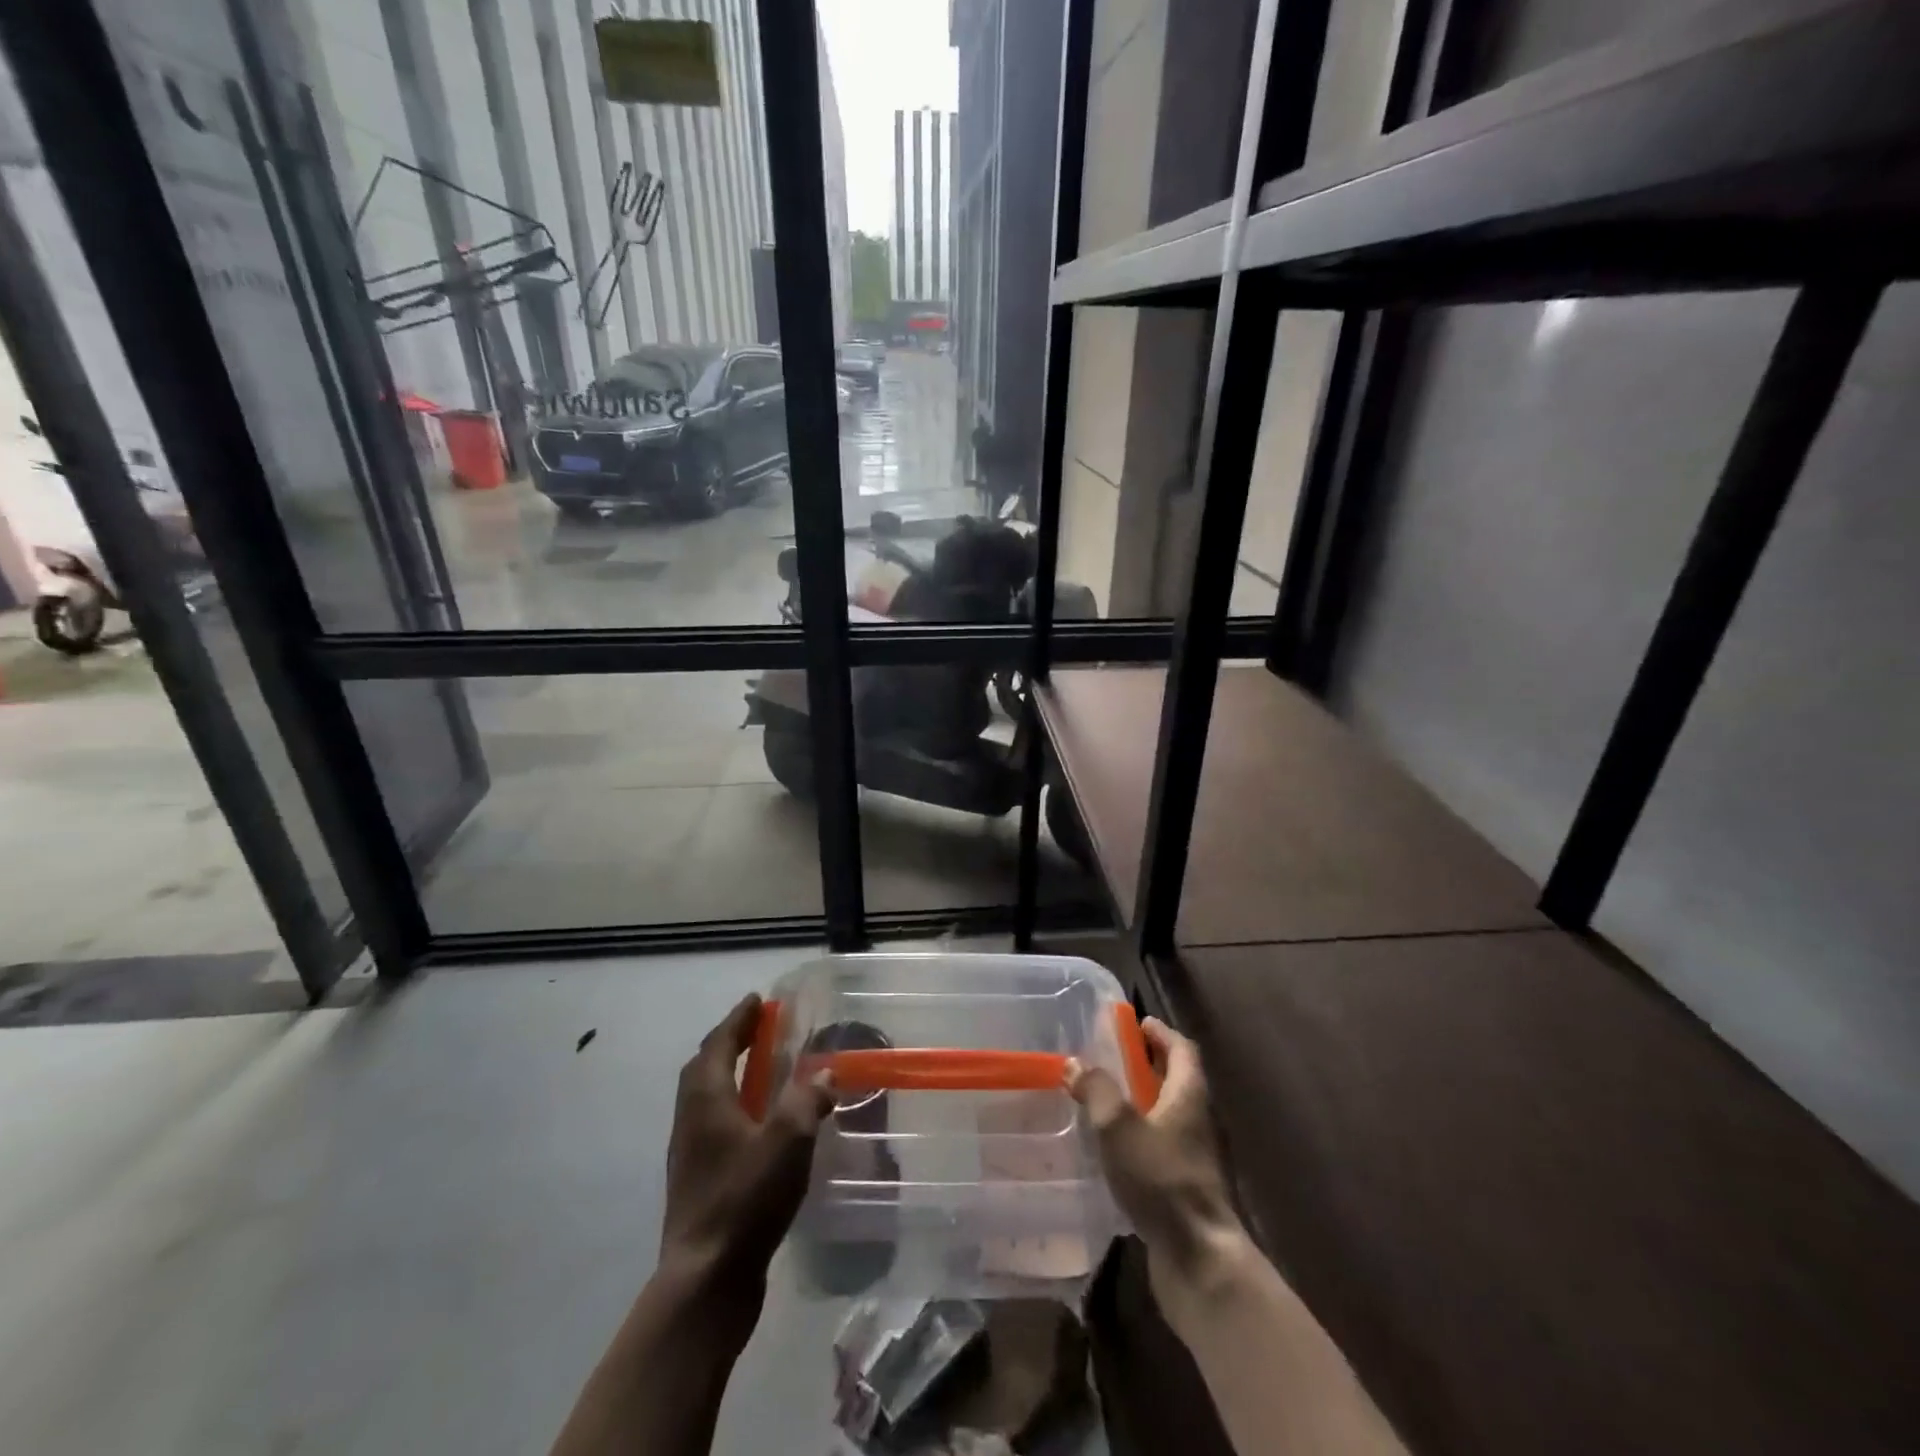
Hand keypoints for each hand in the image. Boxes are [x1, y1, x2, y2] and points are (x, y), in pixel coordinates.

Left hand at [660, 995, 834, 1303]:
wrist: (705, 1281)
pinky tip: (760, 1124)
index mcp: (706, 1099)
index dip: (739, 1019)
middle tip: (760, 1029)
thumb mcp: (787, 1141)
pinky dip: (735, 1107)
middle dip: (732, 1042)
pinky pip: (715, 1124)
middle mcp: (691, 1119)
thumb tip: (824, 1076)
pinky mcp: (698, 1181)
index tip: (757, 1000)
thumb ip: (807, 1100)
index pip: (719, 1044)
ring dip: (732, 1074)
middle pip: (706, 1067)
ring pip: (707, 1097)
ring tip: (762, 1070)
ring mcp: (691, 1153)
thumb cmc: (745, 1199)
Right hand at [1068, 1018, 1244, 1289]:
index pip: (1182, 1049)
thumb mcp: (1119, 1127)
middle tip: (1110, 1058)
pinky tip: (1111, 1151)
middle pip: (1176, 1080)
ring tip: (1102, 1101)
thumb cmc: (1162, 1180)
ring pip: (1167, 1116)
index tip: (1135, 1023)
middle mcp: (1197, 1120)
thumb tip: (1075, 1064)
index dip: (1160, 1033)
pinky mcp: (1183, 1189)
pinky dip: (1139, 1138)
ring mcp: (1193, 1157)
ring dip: (1140, 1103)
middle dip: (1146, 1065)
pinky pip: (1160, 1149)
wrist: (1199, 1260)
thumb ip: (1096, 1090)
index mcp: (1189, 1095)